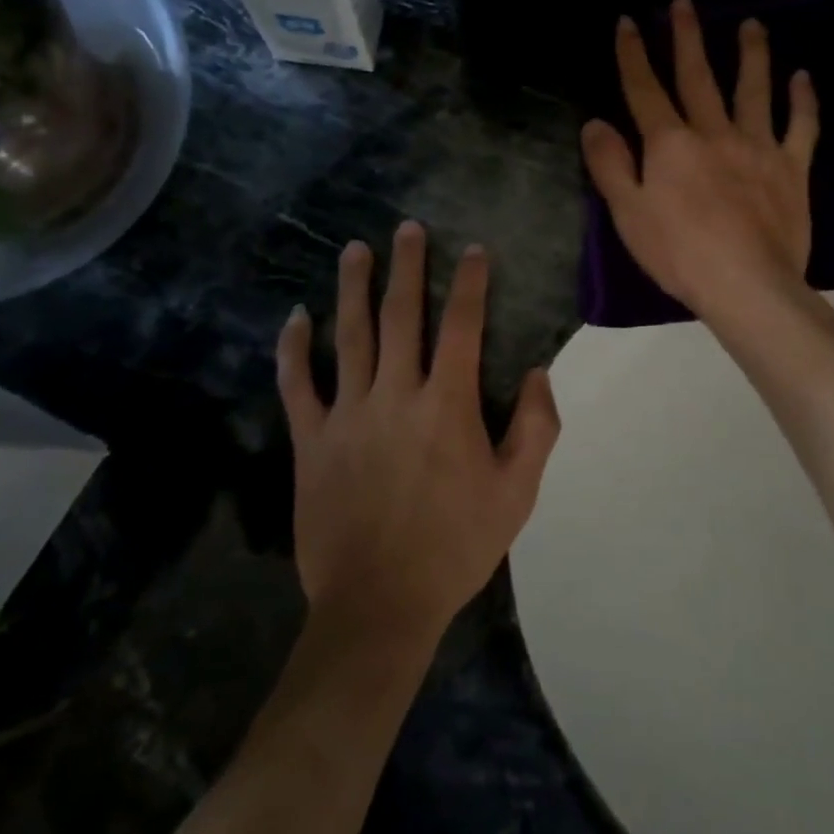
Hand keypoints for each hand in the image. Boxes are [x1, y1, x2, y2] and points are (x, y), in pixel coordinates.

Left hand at [276, 222, 560, 640]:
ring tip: (355, 250)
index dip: (470, 284)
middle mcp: (396, 395)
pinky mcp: (312, 440)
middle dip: (407, 267)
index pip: (463, 328)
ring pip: (350, 336)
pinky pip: (298, 384)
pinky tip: (295, 318)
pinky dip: (294, 349)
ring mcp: (348, 415)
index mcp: (447, 406)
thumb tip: (538, 373)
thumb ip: (536, 428)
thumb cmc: (455, 547)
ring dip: (353, 289)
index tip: (473, 251)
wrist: (379, 605)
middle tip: (407, 228)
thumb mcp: (517, 494)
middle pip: (402, 316)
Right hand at [582, 0, 818, 321]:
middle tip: (685, 3)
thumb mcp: (627, 214)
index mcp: (670, 144)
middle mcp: (714, 133)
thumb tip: (595, 123)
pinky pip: (802, 127)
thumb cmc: (679, 253)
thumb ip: (610, 165)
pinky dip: (803, 101)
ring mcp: (758, 147)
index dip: (633, 54)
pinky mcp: (792, 168)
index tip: (628, 20)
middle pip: (698, 77)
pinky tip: (803, 78)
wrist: (746, 283)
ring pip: (754, 90)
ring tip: (753, 24)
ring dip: (752, 54)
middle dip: (687, 38)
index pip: (645, 90)